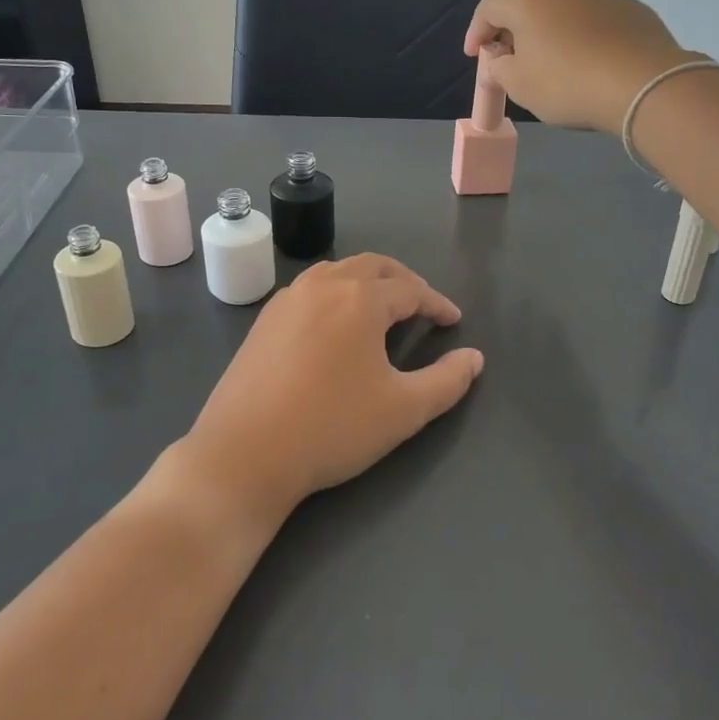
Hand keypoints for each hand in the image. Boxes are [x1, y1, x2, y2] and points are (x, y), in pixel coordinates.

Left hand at [173, 255, 483, 524]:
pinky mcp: (263, 321)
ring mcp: (286, 300)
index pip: (410, 289)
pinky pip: (309, 291)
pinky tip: (335, 327)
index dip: (437, 304)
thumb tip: (474, 358)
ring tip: (381, 310)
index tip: (453, 322)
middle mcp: (322, 286)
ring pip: (336, 272)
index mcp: (359, 299)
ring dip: (365, 283)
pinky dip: (334, 295)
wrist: (245, 453)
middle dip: (403, 281)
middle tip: (422, 305)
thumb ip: (447, 381)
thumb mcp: (404, 410)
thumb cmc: (332, 427)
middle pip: (372, 266)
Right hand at [465, 0, 701, 132]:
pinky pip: (594, 21)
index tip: (475, 56)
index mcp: (530, 1)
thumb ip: (499, 69)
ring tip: (553, 65)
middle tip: (512, 61)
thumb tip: (499, 61)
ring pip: (563, 12)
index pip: (489, 7)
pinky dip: (582, 38)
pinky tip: (589, 65)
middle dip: (514, 32)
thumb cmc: (568, 85)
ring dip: (550, 34)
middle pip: (527, 5)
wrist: (644, 86)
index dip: (476, 31)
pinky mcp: (631, 9)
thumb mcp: (519, 86)